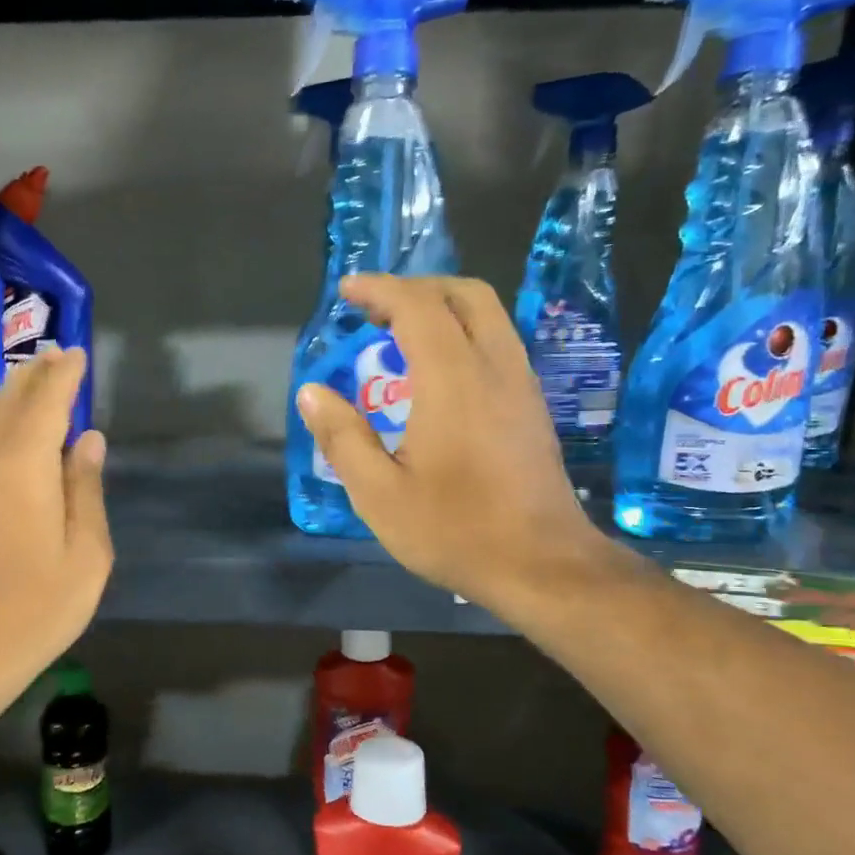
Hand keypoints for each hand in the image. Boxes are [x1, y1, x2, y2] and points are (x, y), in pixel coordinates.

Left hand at [0, 348, 111, 697]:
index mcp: (22, 469)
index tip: (77, 353)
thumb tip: (89, 440)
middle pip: (9, 403)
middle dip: (34, 375)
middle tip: (56, 355)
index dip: (63, 375)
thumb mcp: (85, 555)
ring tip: (34, 379)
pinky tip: (10, 433)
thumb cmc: (35, 610)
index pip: (45, 403)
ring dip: (12, 396)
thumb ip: (86, 490)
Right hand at [295, 275, 613, 607]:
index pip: (418, 306)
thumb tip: (312, 392)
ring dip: (444, 308)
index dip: (380, 290)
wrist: (542, 566)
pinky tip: (440, 372)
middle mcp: (495, 367)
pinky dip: (464, 333)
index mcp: (453, 381)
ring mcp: (522, 385)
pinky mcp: (533, 407)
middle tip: (376, 308)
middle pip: (465, 294)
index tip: (347, 292)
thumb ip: (342, 438)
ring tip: (402, 333)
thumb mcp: (379, 495)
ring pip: (489, 316)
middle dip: (417, 288)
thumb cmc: (455, 531)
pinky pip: (499, 343)